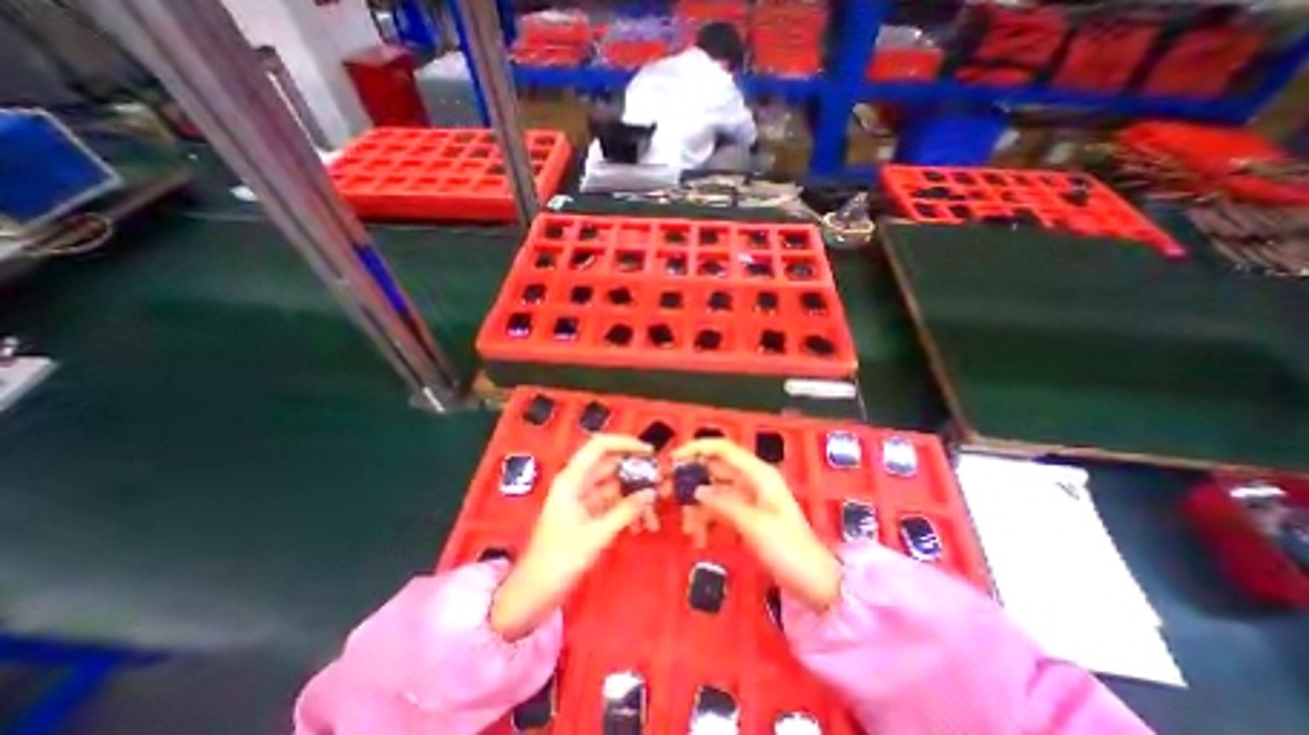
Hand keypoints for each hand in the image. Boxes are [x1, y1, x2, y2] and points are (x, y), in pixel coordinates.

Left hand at [488, 433, 655, 640]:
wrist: (534, 593)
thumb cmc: (559, 560)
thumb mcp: (596, 535)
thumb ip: (625, 511)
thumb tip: (650, 492)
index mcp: (573, 479)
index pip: (600, 445)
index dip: (625, 443)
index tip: (649, 451)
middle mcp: (579, 483)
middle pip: (612, 466)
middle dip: (637, 474)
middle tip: (661, 483)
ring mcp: (584, 498)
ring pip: (616, 487)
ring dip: (635, 498)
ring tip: (653, 516)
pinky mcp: (589, 514)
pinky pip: (614, 504)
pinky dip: (628, 512)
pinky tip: (641, 527)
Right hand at [669, 439, 842, 610]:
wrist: (815, 583)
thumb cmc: (788, 549)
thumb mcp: (753, 525)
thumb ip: (722, 503)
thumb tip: (696, 489)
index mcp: (758, 474)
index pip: (723, 449)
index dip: (697, 448)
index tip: (674, 459)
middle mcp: (750, 481)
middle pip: (714, 470)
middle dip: (692, 481)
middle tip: (668, 495)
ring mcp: (747, 499)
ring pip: (713, 492)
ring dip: (698, 508)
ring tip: (689, 531)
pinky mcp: (745, 516)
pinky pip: (719, 510)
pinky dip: (707, 520)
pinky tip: (699, 539)